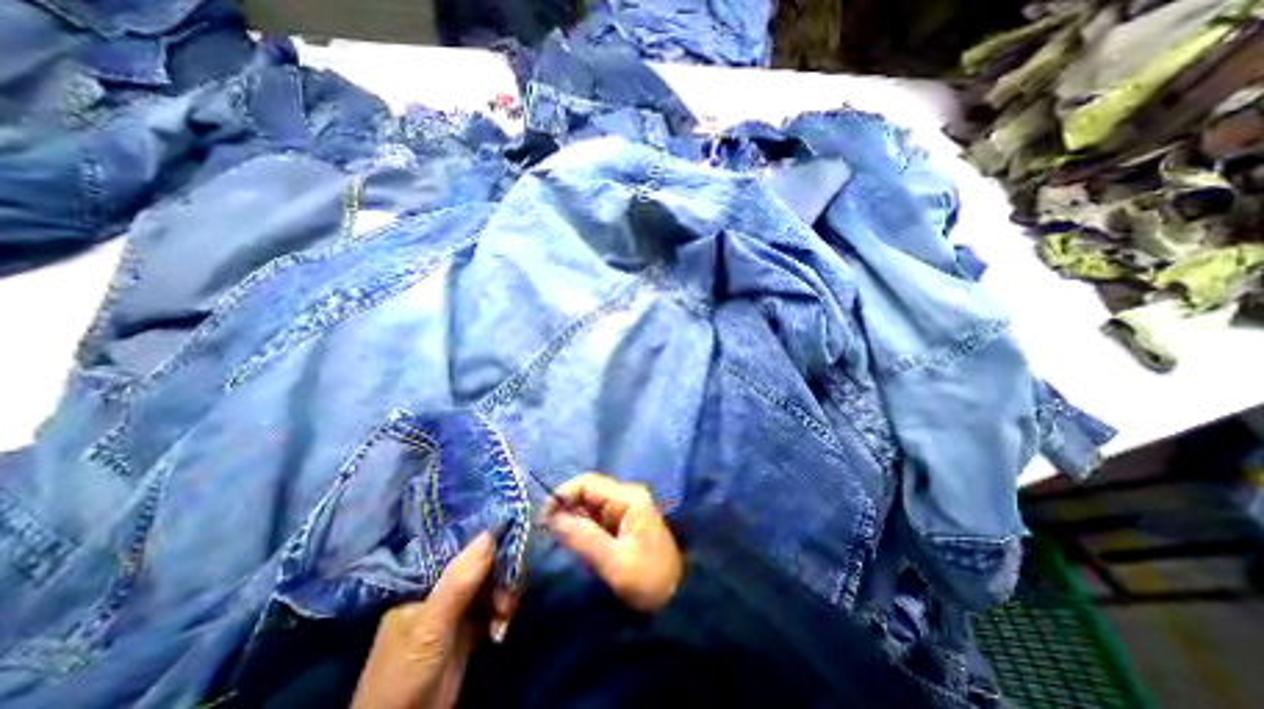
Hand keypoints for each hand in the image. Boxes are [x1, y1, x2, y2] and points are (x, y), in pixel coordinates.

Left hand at [350, 533, 511, 707]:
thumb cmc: (406, 672)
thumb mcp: (431, 625)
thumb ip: (459, 582)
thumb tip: (489, 533)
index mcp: (424, 579)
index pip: (461, 546)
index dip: (489, 539)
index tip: (514, 537)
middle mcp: (442, 587)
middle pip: (482, 564)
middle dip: (502, 575)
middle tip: (509, 594)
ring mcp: (457, 606)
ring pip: (492, 583)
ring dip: (505, 595)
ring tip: (505, 616)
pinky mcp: (470, 626)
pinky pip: (494, 604)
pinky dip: (503, 612)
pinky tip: (501, 627)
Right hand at [541, 474, 682, 610]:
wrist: (678, 599)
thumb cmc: (649, 580)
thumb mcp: (615, 562)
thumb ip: (583, 538)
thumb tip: (551, 519)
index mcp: (628, 497)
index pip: (587, 483)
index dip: (561, 495)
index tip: (541, 520)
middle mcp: (625, 497)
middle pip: (586, 494)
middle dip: (565, 511)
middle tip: (546, 536)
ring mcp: (623, 511)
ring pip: (587, 508)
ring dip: (571, 523)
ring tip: (561, 545)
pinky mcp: (620, 526)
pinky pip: (594, 521)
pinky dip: (581, 532)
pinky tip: (576, 549)